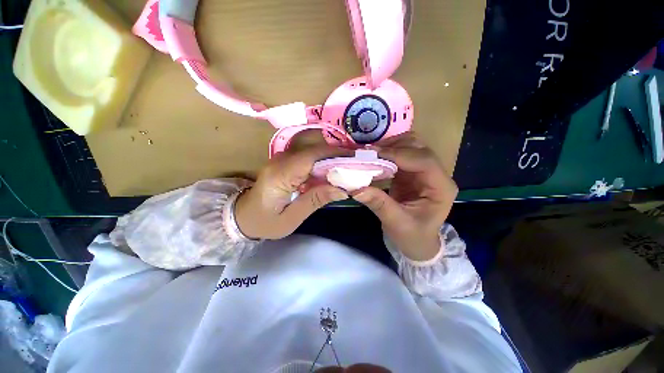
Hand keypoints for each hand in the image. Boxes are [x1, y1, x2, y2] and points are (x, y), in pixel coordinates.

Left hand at [235, 145, 351, 239]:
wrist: (243, 217)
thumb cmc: (265, 222)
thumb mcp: (291, 218)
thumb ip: (315, 200)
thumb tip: (342, 189)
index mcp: (280, 175)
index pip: (311, 157)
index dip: (334, 155)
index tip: (354, 159)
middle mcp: (279, 161)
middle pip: (313, 151)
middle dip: (337, 156)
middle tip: (356, 164)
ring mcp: (281, 160)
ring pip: (312, 153)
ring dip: (331, 158)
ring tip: (349, 167)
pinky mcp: (284, 162)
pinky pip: (307, 158)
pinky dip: (322, 163)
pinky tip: (333, 171)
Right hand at [352, 133, 457, 260]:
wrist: (417, 242)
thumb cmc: (412, 236)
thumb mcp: (396, 223)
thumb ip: (379, 204)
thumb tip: (356, 188)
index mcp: (441, 188)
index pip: (424, 161)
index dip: (399, 155)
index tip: (373, 155)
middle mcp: (436, 174)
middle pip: (418, 148)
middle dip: (393, 147)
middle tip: (368, 153)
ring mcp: (423, 171)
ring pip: (409, 147)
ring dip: (389, 148)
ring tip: (369, 155)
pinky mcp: (411, 172)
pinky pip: (399, 155)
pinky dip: (385, 154)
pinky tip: (372, 159)